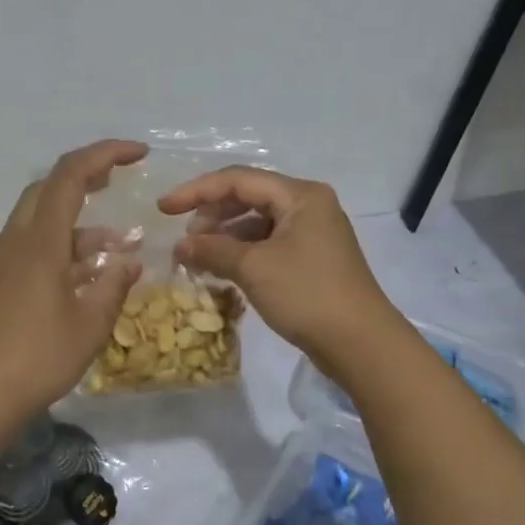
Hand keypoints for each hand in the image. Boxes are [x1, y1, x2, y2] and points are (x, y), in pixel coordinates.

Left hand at [0, 139, 147, 417]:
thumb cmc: (40, 356)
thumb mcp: (91, 323)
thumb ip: (114, 285)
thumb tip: (130, 261)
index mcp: (39, 240)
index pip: (70, 175)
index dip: (105, 154)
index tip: (139, 154)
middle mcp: (17, 240)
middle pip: (49, 187)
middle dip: (87, 176)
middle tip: (120, 180)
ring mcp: (5, 260)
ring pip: (42, 218)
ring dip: (80, 220)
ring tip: (120, 243)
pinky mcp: (2, 280)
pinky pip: (35, 244)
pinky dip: (65, 245)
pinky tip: (91, 270)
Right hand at [157, 167, 398, 363]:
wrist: (361, 343)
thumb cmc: (307, 294)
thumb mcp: (254, 268)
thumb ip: (212, 250)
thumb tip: (180, 246)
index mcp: (300, 195)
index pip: (238, 180)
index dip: (196, 191)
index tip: (163, 209)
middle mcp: (309, 205)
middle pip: (249, 197)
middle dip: (212, 214)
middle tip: (186, 239)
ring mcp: (313, 233)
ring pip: (258, 222)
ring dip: (225, 236)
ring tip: (200, 257)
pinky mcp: (312, 259)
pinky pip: (268, 244)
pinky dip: (243, 253)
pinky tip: (223, 270)